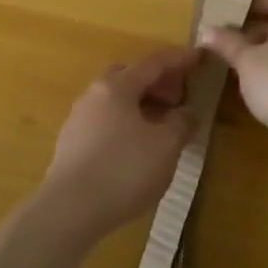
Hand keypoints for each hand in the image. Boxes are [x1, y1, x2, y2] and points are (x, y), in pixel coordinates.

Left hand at [40, 48, 199, 242]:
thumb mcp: (166, 147)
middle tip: (178, 98)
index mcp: (118, 86)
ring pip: (116, 100)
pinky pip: (105, 121)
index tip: (199, 57)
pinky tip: (136, 148)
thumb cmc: (123, 170)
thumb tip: (187, 111)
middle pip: (130, 77)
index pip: (154, 63)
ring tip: (161, 126)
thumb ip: (181, 123)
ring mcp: (79, 118)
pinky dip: (126, 124)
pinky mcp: (71, 144)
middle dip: (157, 83)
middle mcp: (94, 94)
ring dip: (140, 105)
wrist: (68, 210)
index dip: (179, 60)